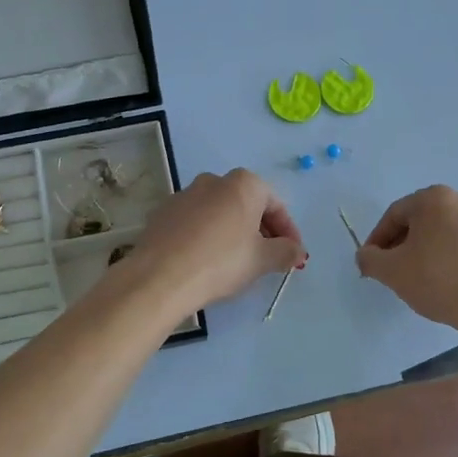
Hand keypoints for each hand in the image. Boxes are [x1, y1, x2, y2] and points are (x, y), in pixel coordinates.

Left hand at [133, 169, 305, 313]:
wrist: (160, 276)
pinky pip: (195, 222)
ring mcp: (184, 194)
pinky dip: (207, 236)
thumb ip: (286, 251)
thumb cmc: (221, 262)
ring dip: (233, 232)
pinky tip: (207, 261)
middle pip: (247, 205)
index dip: (288, 232)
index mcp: (243, 184)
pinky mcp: (162, 213)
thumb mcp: (262, 260)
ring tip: (237, 262)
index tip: (293, 255)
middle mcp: (213, 180)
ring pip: (219, 212)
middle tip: (268, 258)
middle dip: (261, 230)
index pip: (275, 204)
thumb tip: (297, 251)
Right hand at [356, 186, 457, 334]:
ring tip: (426, 278)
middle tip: (396, 269)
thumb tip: (366, 254)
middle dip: (405, 243)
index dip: (378, 239)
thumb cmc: (439, 281)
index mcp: (434, 199)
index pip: (395, 215)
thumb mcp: (391, 271)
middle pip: (423, 220)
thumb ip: (369, 258)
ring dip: (432, 249)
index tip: (372, 262)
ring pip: (449, 232)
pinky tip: (455, 282)